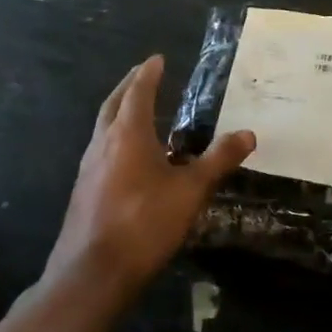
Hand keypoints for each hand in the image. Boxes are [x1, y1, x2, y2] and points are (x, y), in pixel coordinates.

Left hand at [48, 56, 254, 294]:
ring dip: (119, 111)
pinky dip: (115, 138)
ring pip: (102, 127)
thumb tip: (248, 133)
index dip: (148, 74)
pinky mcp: (84, 191)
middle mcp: (102, 143)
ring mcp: (88, 168)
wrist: (93, 273)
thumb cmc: (145, 223)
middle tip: (143, 74)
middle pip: (113, 104)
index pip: (138, 92)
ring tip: (137, 111)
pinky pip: (100, 150)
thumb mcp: (191, 191)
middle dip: (129, 86)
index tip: (157, 59)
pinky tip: (128, 157)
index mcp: (128, 134)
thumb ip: (218, 160)